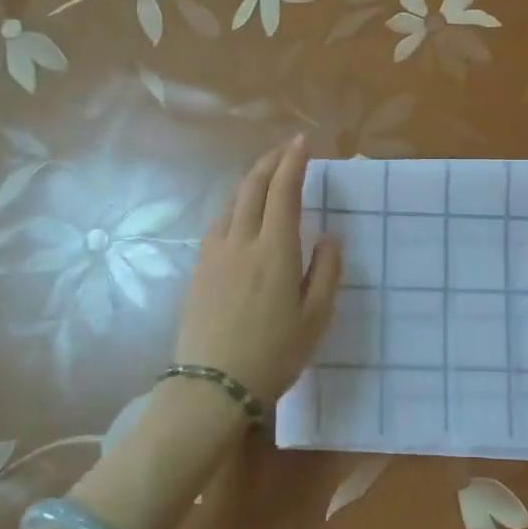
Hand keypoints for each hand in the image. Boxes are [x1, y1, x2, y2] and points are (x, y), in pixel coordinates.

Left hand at [175, 136, 341, 404]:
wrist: (213, 387)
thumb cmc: (274, 354)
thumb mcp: (315, 318)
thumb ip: (326, 271)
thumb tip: (328, 236)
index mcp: (275, 250)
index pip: (284, 191)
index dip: (294, 161)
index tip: (303, 142)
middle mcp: (241, 241)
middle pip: (252, 186)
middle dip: (271, 161)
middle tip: (287, 148)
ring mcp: (214, 254)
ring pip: (231, 202)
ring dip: (251, 179)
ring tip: (266, 174)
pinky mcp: (199, 269)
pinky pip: (218, 222)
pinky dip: (235, 204)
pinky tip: (241, 213)